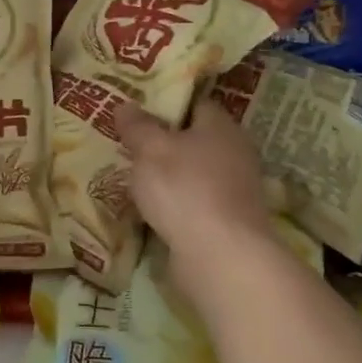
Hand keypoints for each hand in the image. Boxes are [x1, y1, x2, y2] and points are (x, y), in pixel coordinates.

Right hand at [116, 97, 273, 268]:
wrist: (222, 257)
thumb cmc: (185, 189)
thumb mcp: (150, 150)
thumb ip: (137, 126)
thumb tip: (126, 105)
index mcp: (221, 126)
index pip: (194, 104)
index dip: (165, 106)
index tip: (136, 114)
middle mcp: (235, 154)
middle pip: (195, 141)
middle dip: (164, 144)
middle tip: (128, 147)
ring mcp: (235, 191)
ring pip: (194, 174)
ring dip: (169, 178)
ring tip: (133, 181)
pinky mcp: (228, 223)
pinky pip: (195, 204)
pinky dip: (176, 206)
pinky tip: (152, 212)